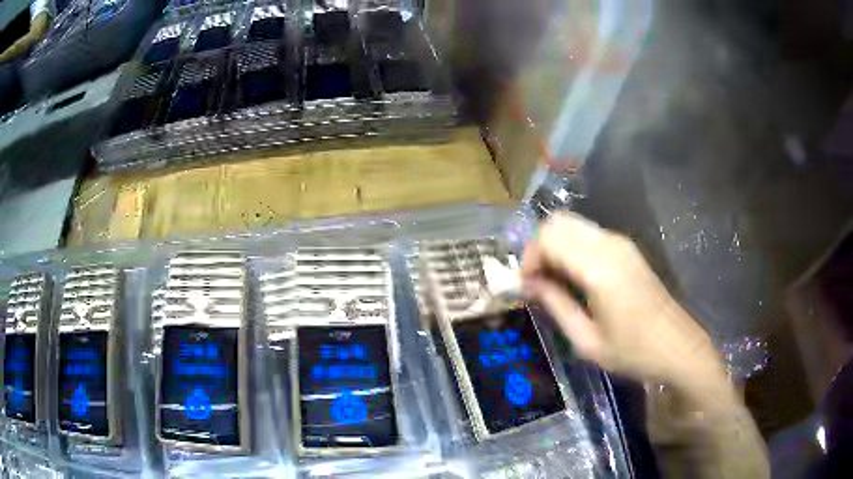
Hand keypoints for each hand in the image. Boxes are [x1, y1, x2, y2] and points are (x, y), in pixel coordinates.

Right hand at [521, 213, 726, 392]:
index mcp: (599, 268)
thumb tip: (528, 285)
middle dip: (539, 248)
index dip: (529, 259)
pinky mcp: (627, 247)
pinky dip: (572, 247)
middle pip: (558, 222)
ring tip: (554, 281)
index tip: (526, 287)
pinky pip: (588, 234)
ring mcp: (621, 242)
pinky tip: (575, 277)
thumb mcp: (587, 340)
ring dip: (555, 246)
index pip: (548, 239)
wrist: (677, 347)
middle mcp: (609, 245)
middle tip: (537, 282)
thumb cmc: (633, 352)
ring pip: (573, 224)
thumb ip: (555, 305)